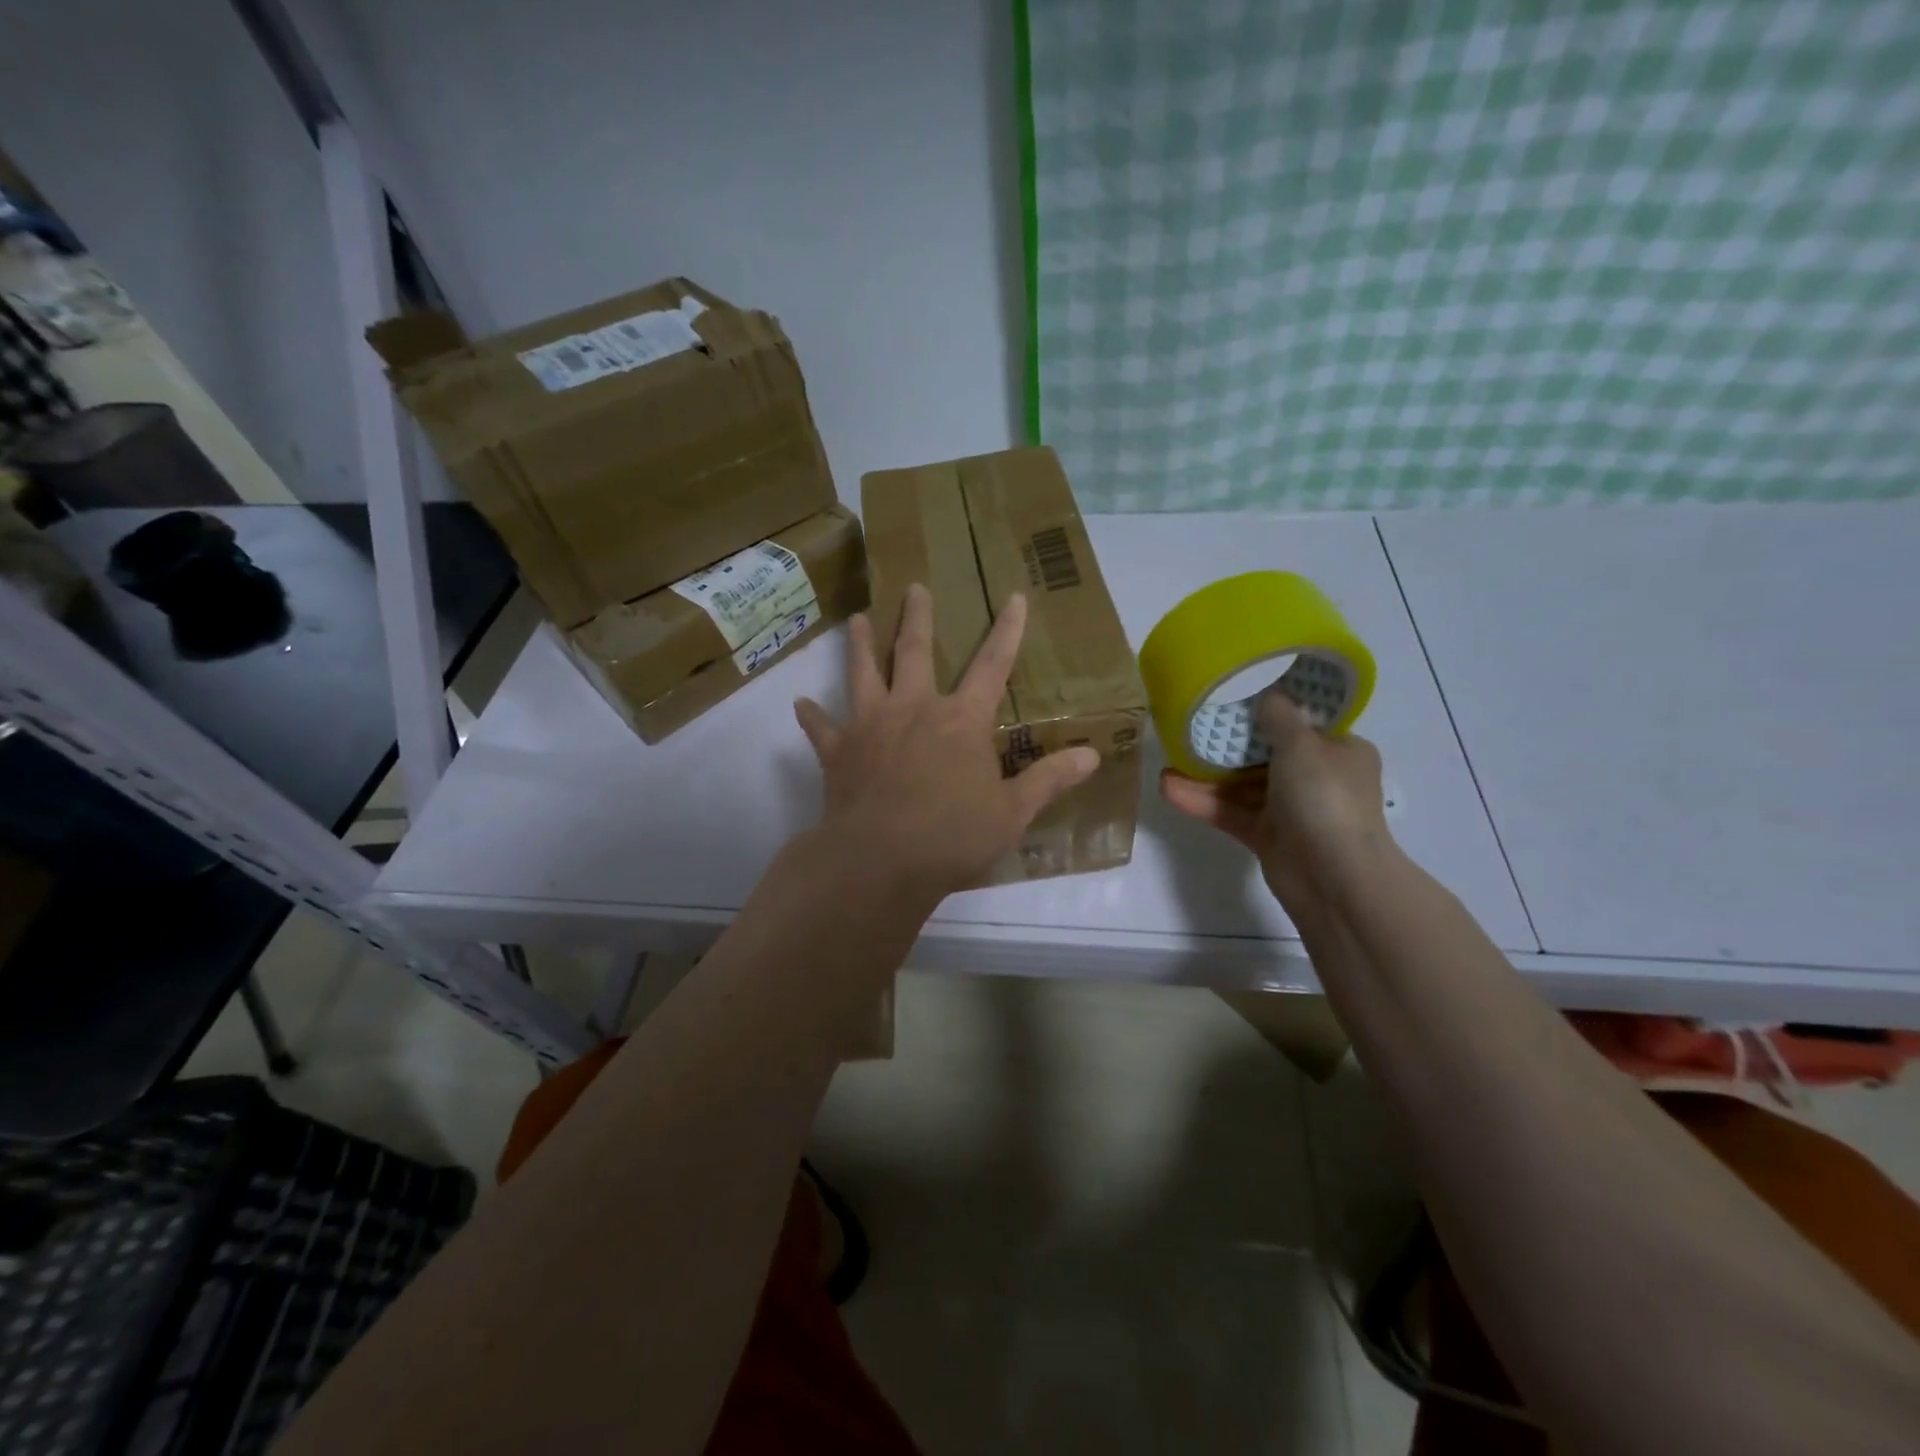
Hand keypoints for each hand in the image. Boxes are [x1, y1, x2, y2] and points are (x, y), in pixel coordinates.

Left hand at [795, 584, 1099, 901]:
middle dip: (917, 617)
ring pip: (863, 674)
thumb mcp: (1013, 813)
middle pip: (916, 652)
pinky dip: (812, 716)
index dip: (1007, 630)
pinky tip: (801, 704)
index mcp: (961, 720)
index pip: (993, 666)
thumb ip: (1050, 780)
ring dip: (859, 645)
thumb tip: (1094, 755)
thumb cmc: (953, 836)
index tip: (1012, 596)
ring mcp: (870, 725)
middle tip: (913, 587)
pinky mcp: (837, 751)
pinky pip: (821, 728)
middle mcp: (914, 709)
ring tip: (855, 619)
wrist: (881, 862)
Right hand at [1160, 691, 1388, 909]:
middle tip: (1193, 727)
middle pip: (1267, 754)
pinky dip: (1204, 802)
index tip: (1237, 697)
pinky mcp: (1267, 837)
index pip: (1306, 724)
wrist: (1333, 878)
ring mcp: (1291, 810)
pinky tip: (1169, 789)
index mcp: (1340, 751)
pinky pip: (1232, 812)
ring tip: (1169, 760)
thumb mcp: (1302, 744)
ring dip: (1208, 775)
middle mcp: (1318, 778)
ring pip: (1244, 786)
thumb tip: (1268, 695)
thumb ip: (1279, 716)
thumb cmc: (1325, 798)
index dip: (1274, 710)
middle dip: (1229, 744)